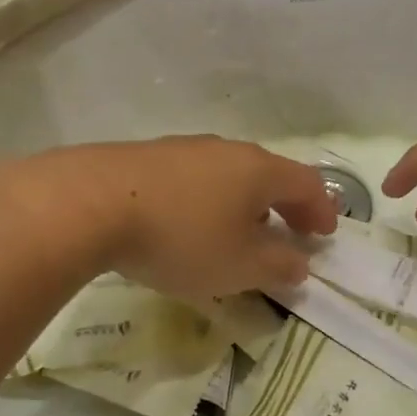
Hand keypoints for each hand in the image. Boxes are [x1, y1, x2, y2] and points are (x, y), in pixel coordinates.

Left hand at [32, 136, 337, 298]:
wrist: (91, 203)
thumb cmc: (181, 237)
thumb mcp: (239, 266)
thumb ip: (278, 266)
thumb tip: (300, 263)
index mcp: (259, 170)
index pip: (306, 183)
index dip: (322, 210)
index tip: (324, 235)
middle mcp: (227, 150)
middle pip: (268, 175)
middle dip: (284, 206)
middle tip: (289, 234)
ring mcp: (185, 149)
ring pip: (230, 175)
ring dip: (245, 204)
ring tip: (238, 234)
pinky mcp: (148, 158)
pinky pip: (195, 179)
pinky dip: (209, 201)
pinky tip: (189, 225)